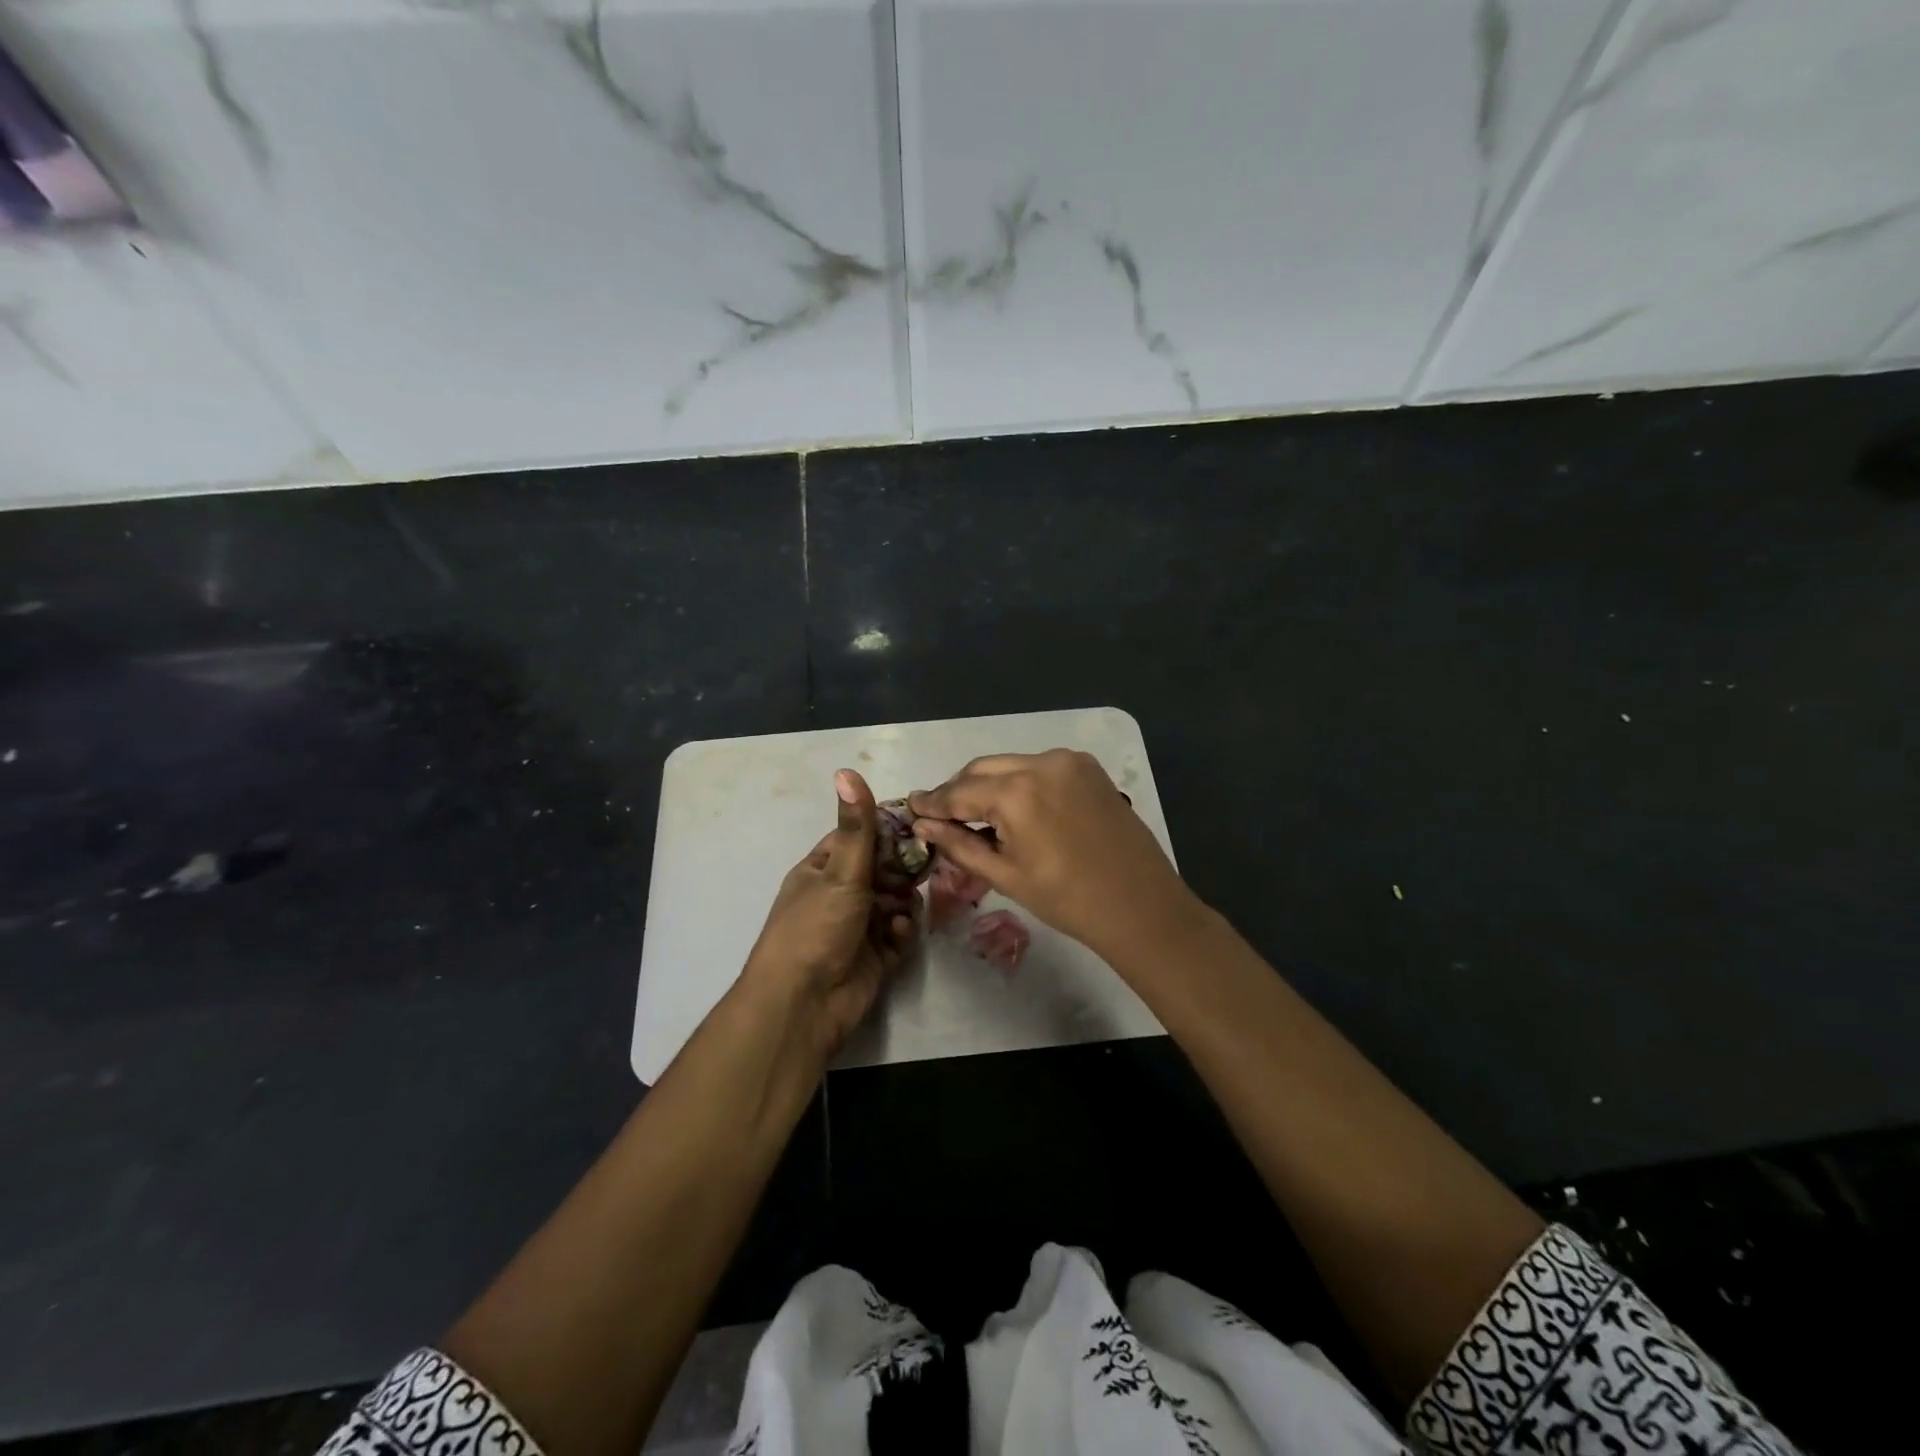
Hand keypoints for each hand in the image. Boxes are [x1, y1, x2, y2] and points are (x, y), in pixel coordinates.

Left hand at [741, 769, 915, 1065]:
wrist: (805, 1004)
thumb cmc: (816, 928)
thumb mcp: (839, 872)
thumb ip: (856, 827)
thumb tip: (846, 770)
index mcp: (822, 870)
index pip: (859, 838)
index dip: (887, 828)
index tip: (921, 821)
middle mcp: (840, 895)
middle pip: (882, 870)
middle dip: (903, 867)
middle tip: (930, 860)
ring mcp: (858, 927)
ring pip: (894, 901)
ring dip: (904, 899)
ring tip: (911, 899)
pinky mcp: (875, 957)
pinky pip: (898, 934)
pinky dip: (901, 931)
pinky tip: (898, 932)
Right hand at [908, 749, 1200, 958]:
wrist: (1139, 903)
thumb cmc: (1066, 899)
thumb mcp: (1005, 875)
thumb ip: (959, 844)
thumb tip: (923, 825)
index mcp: (1016, 793)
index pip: (959, 792)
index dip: (933, 802)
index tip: (911, 807)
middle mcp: (1041, 763)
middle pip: (982, 768)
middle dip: (958, 789)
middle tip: (939, 814)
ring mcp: (1068, 761)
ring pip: (1011, 764)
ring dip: (988, 783)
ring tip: (975, 813)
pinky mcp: (1088, 767)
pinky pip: (1039, 766)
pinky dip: (1020, 781)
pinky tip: (1015, 807)